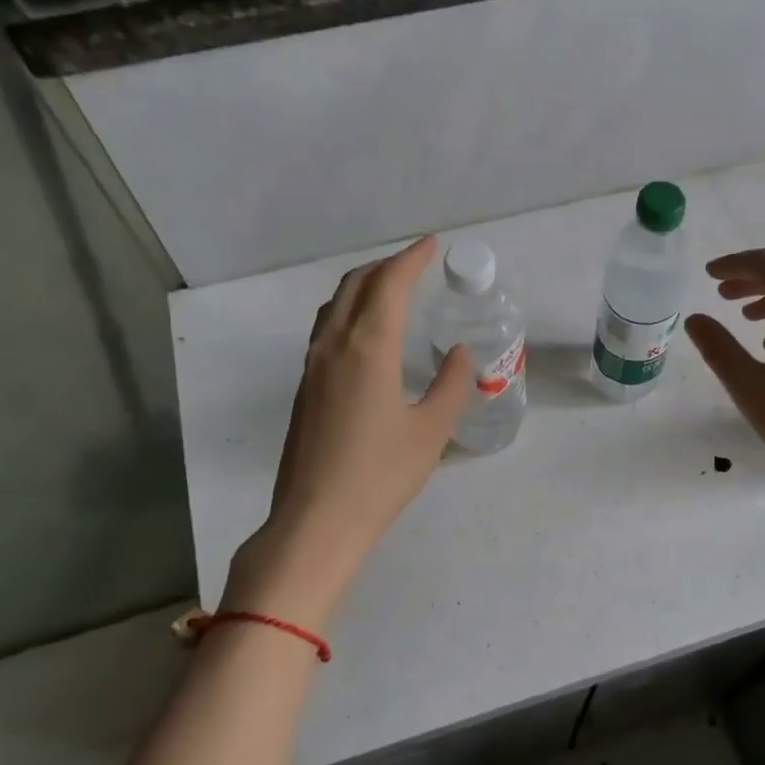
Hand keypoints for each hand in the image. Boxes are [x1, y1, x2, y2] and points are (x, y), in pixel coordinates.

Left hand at [223, 236, 471, 628]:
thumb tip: (460, 354)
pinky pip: (326, 329)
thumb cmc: (380, 476)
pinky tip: (366, 334)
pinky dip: (349, 312)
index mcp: (368, 348)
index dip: (412, 259)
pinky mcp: (304, 388)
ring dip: (363, 286)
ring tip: (390, 290)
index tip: (433, 245)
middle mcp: (334, 346)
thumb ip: (452, 386)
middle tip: (415, 265)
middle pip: (355, 285)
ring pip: (335, 306)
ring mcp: (312, 366)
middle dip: (386, 266)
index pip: (389, 285)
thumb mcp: (431, 431)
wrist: (316, 520)